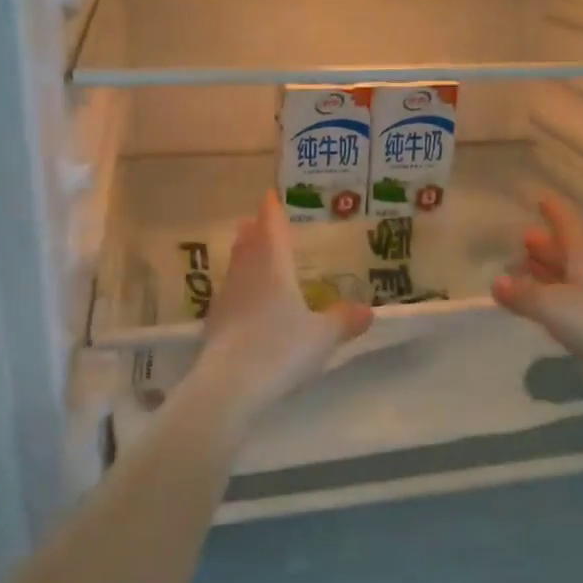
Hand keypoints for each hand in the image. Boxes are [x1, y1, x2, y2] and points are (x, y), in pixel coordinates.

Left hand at [194, 191, 372, 423]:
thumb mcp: (323, 336)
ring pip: (236, 267)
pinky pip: (230, 293)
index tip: (269, 196)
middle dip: (255, 231)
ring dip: (243, 256)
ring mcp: (226, 298)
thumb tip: (368, 310)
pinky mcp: (214, 324)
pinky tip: (243, 300)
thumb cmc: (281, 349)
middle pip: (249, 244)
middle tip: (257, 221)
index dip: (272, 211)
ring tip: (249, 252)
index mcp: (273, 267)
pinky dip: (239, 287)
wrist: (230, 386)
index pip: (272, 228)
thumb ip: (343, 320)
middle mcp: (246, 275)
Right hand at [492, 194, 582, 384]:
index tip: (540, 198)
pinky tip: (544, 306)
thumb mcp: (552, 306)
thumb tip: (497, 282)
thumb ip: (522, 294)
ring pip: (572, 275)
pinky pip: (575, 300)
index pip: (568, 221)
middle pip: (569, 249)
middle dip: (546, 244)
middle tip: (523, 238)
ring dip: (549, 271)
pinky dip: (555, 297)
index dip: (554, 210)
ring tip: (524, 269)